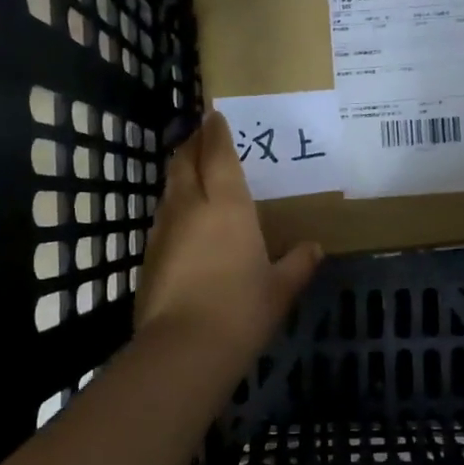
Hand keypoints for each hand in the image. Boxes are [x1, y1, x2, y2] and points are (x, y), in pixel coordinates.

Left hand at [136, 111, 323, 360]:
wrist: (184, 348)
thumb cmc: (242, 310)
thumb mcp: (280, 289)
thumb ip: (298, 264)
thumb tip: (314, 248)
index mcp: (227, 206)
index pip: (218, 155)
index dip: (216, 133)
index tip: (215, 116)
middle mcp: (191, 207)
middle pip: (184, 163)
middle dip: (192, 145)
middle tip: (200, 135)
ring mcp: (164, 230)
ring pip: (169, 190)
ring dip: (179, 175)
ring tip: (191, 173)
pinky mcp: (149, 255)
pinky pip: (162, 218)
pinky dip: (173, 209)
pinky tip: (183, 222)